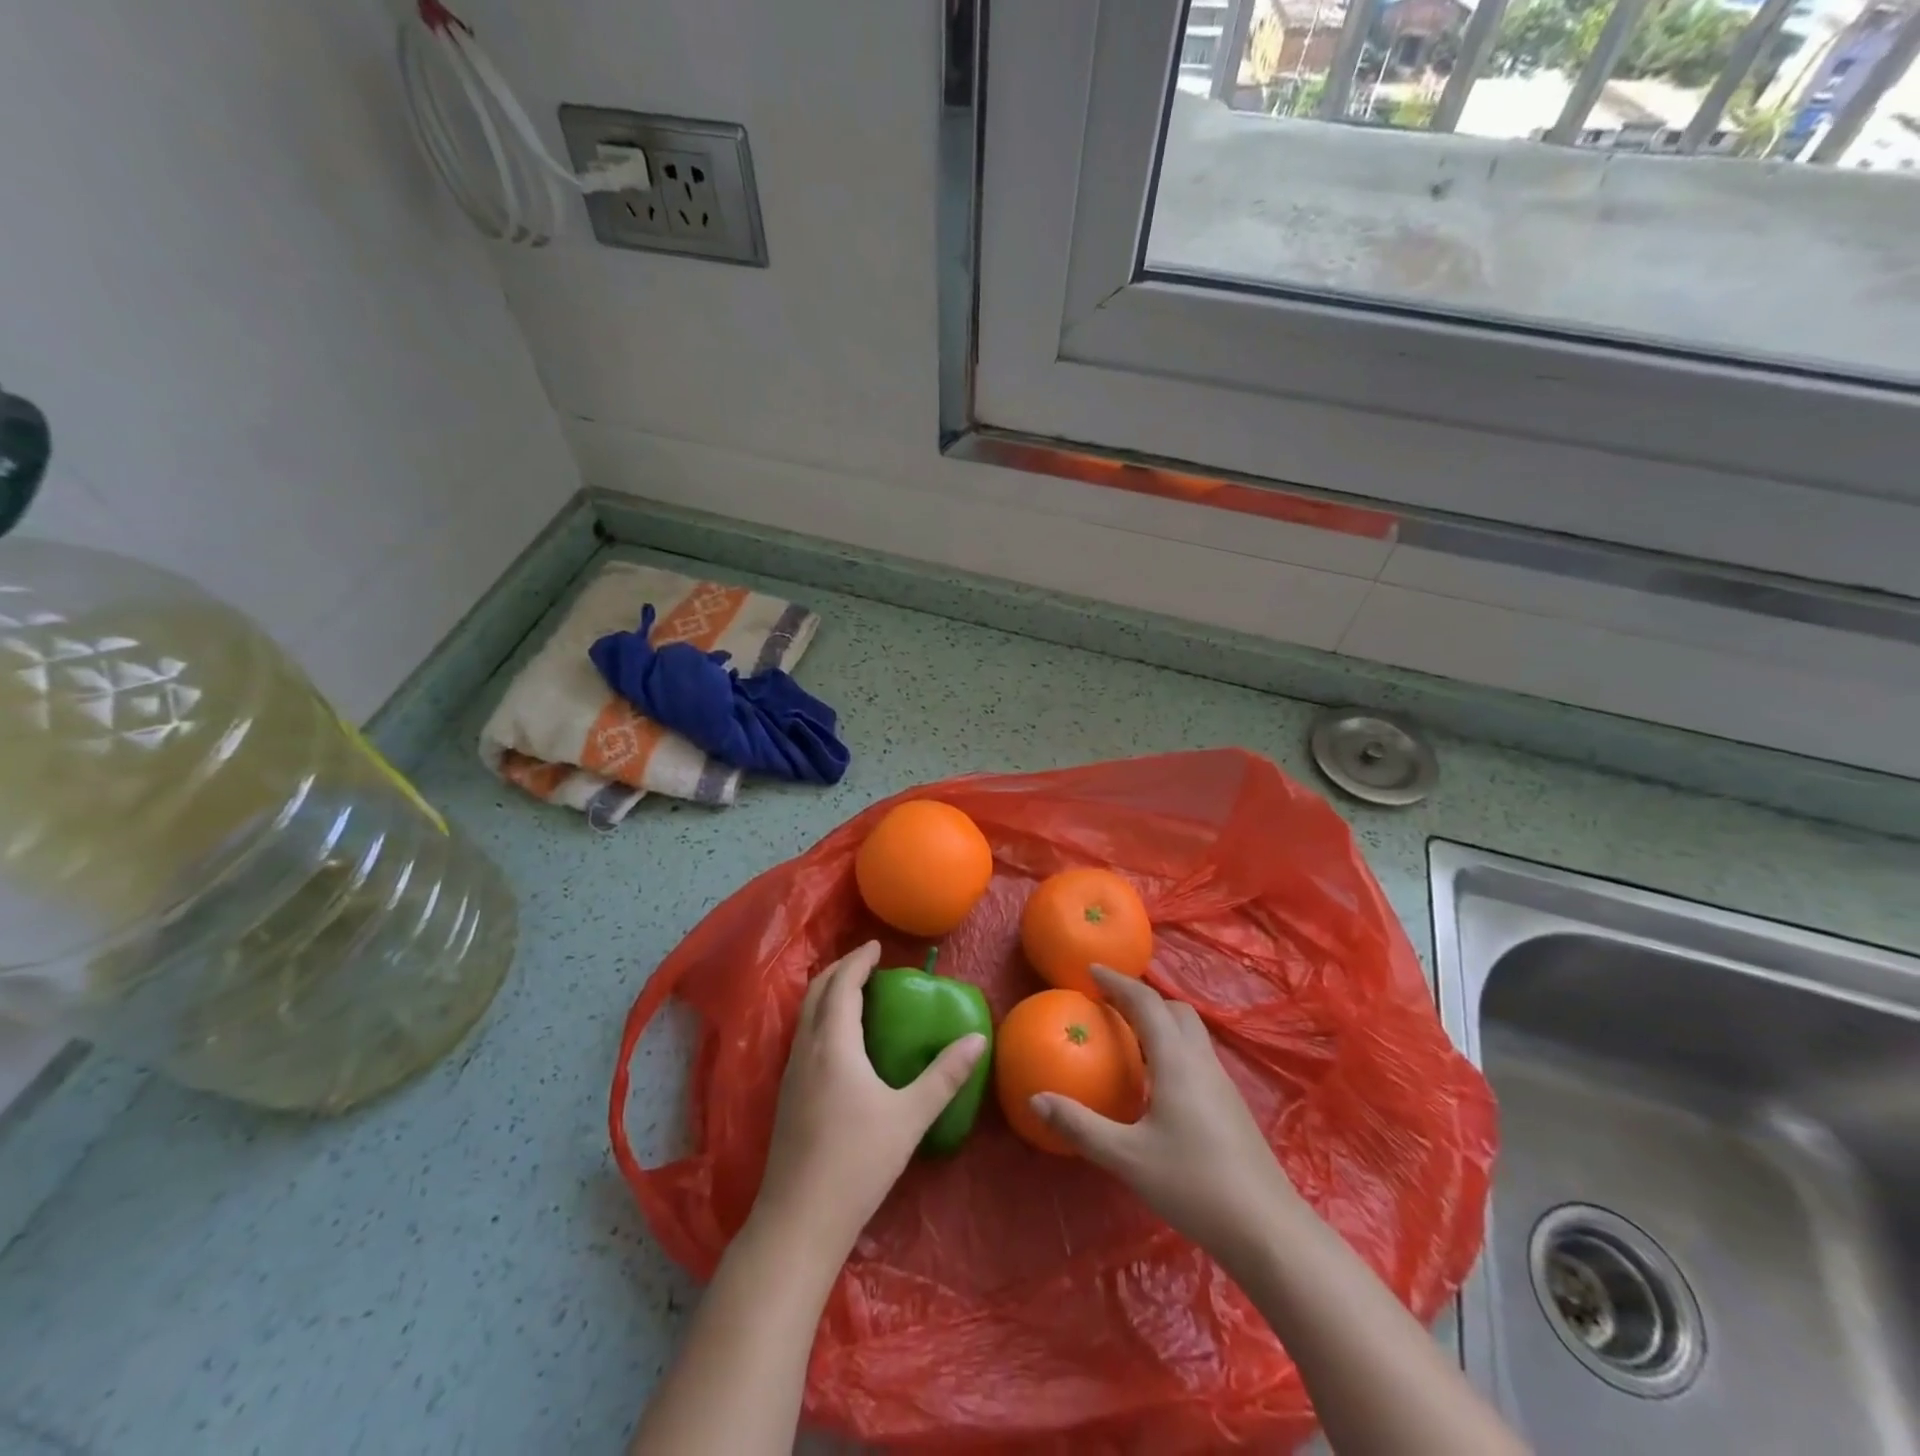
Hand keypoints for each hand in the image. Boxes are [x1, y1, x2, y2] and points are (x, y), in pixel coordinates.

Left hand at [751, 941, 986, 1259]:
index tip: (877, 945)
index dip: (859, 960)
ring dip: (828, 993)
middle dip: (840, 969)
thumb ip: (945, 1076)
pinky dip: (820, 1017)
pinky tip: (839, 1040)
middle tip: (867, 962)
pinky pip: (803, 1036)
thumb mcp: (909, 1117)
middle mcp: (806, 1049)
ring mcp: (791, 1072)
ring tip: (855, 992)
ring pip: (806, 1014)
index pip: (843, 984)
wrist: (798, 1221)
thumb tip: (977, 1038)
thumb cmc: (857, 1163)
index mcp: (834, 1044)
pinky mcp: (786, 1095)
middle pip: (817, 991)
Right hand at [1032, 967, 1298, 1269]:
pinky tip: (1158, 1082)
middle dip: (1142, 998)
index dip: (1117, 982)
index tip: (1091, 971)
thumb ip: (1080, 1126)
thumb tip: (1036, 1098)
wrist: (1268, 1230)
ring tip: (1129, 1037)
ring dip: (1160, 1022)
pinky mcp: (1231, 1106)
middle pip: (1174, 1010)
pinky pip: (1197, 1056)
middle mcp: (1201, 1061)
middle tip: (1109, 1003)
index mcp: (1176, 1060)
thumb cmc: (1194, 1185)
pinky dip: (1172, 1048)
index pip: (1146, 1003)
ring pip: (1190, 1033)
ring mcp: (1222, 1083)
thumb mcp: (1127, 1158)